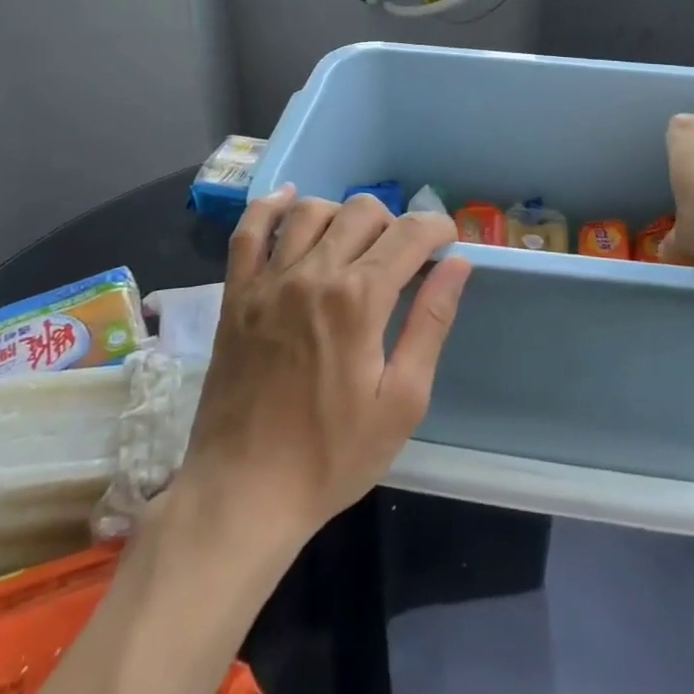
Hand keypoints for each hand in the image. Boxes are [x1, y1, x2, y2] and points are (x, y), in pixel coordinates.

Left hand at [179, 188, 471, 543]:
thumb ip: (431, 323)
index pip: (408, 234)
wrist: (244, 492)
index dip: (436, 228)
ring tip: (355, 244)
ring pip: (312, 210)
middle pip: (363, 211)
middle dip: (395, 222)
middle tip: (403, 256)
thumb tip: (457, 264)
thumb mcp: (402, 400)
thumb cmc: (332, 456)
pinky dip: (271, 206)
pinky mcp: (236, 293)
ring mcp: (268, 280)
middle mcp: (313, 273)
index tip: (447, 241)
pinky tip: (291, 201)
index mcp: (359, 299)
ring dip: (344, 215)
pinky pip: (249, 230)